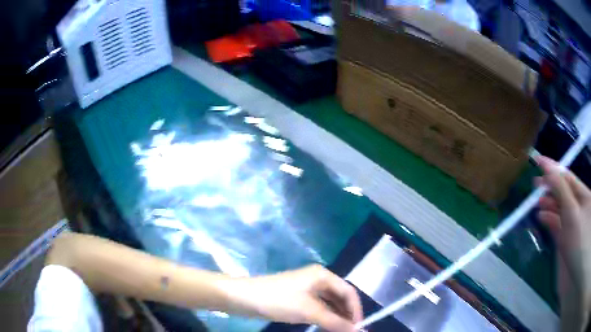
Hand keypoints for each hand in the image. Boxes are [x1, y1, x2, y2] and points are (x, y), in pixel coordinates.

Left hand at [224, 265, 362, 331]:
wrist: (243, 298)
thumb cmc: (278, 301)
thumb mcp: (309, 312)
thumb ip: (335, 322)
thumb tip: (359, 331)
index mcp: (323, 275)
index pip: (349, 292)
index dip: (356, 310)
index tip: (358, 328)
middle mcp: (317, 279)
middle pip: (340, 297)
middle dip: (347, 314)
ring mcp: (306, 289)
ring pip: (329, 303)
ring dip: (336, 317)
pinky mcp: (297, 298)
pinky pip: (318, 307)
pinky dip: (325, 317)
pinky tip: (326, 327)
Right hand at [535, 156, 590, 329]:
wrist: (579, 271)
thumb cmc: (581, 241)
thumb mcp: (572, 214)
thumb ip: (561, 191)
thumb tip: (548, 169)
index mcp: (582, 194)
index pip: (567, 176)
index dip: (553, 167)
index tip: (538, 160)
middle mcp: (578, 205)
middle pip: (563, 191)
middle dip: (549, 186)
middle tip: (534, 184)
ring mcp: (574, 222)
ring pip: (560, 207)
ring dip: (548, 203)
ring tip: (536, 203)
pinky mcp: (568, 237)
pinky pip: (559, 223)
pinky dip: (550, 219)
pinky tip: (542, 217)